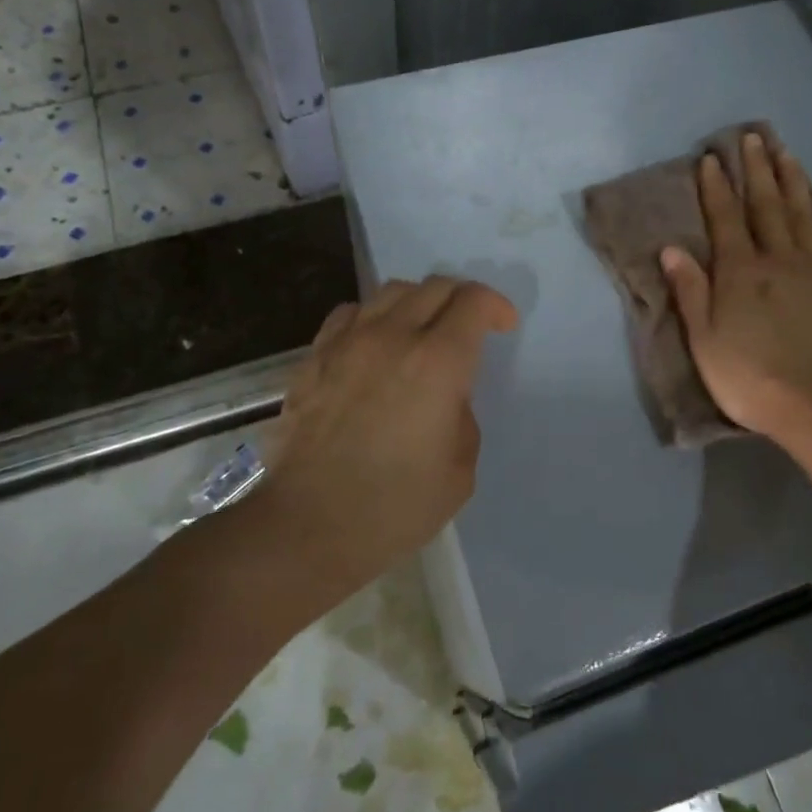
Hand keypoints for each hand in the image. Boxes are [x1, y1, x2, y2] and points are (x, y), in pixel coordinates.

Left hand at [259, 276, 519, 600]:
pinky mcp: (314, 357)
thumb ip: (462, 417)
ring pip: (391, 291)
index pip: (473, 301)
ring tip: (422, 329)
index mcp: (438, 362)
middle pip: (435, 286)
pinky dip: (373, 317)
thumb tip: (445, 397)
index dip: (496, 306)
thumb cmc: (395, 507)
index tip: (503, 327)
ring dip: (418, 302)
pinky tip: (374, 343)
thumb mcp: (460, 470)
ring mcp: (348, 342)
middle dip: (462, 298)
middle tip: (470, 326)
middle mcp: (393, 337)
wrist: (308, 525)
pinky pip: (350, 313)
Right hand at [661, 132, 811, 442]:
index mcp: (739, 272)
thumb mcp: (704, 339)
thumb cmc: (749, 377)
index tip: (712, 159)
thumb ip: (690, 291)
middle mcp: (778, 260)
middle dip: (757, 170)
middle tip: (753, 137)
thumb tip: (671, 248)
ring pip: (803, 214)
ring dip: (793, 181)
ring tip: (786, 153)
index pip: (724, 219)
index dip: (716, 188)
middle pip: (766, 206)